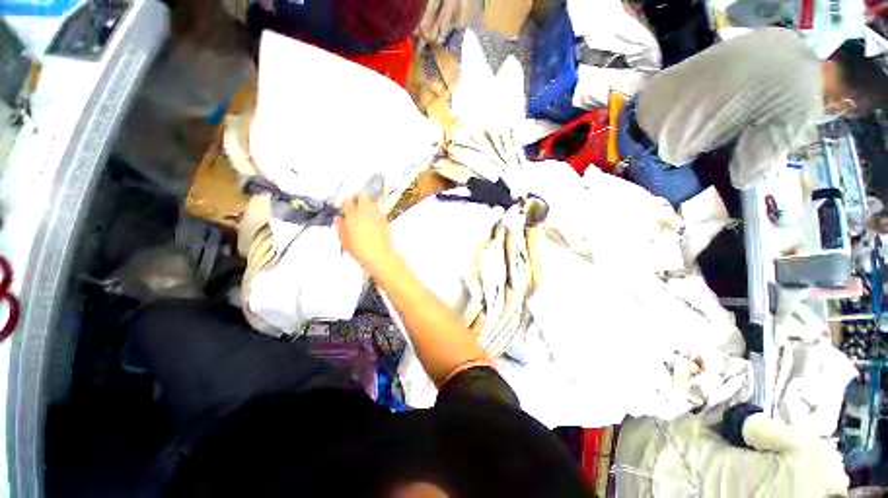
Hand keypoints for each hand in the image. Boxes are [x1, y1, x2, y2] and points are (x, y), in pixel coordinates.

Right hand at [336, 193, 399, 276]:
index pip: (347, 201)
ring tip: (362, 213)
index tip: (343, 207)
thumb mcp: (344, 241)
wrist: (380, 257)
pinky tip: (371, 221)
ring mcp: (378, 215)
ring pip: (372, 201)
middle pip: (362, 195)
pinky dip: (374, 212)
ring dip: (367, 204)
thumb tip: (338, 220)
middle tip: (354, 205)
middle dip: (357, 197)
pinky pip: (378, 211)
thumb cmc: (361, 251)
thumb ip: (340, 227)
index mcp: (353, 215)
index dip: (344, 202)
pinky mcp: (385, 220)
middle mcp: (366, 212)